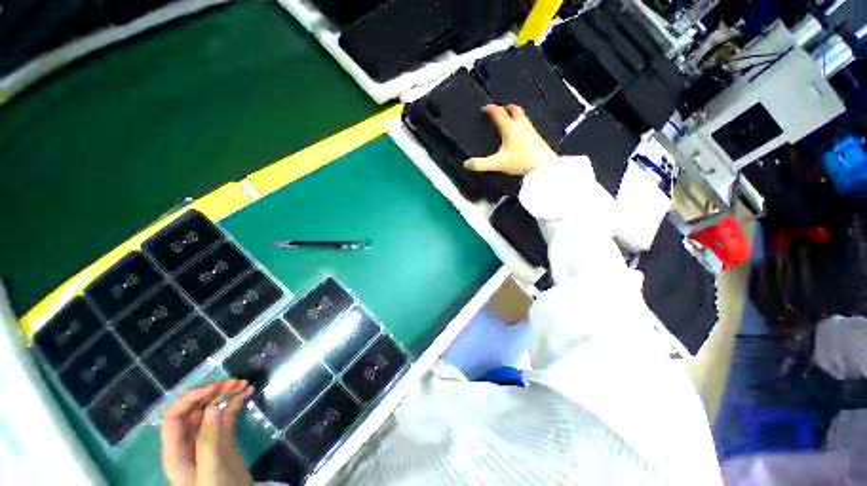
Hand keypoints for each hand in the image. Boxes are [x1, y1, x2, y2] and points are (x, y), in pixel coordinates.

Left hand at [160, 379, 253, 485]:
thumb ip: (208, 440)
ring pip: (210, 411)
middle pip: (193, 410)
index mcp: (176, 451)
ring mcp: (206, 441)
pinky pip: (225, 417)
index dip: (191, 397)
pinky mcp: (222, 441)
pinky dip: (235, 403)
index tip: (216, 385)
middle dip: (212, 392)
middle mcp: (188, 443)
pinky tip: (247, 394)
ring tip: (244, 384)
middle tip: (235, 382)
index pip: (174, 416)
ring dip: (225, 394)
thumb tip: (212, 407)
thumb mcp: (211, 469)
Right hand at [464, 104, 558, 175]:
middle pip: (513, 110)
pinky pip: (526, 123)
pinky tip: (519, 132)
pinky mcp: (536, 136)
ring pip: (521, 115)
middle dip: (504, 108)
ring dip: (513, 114)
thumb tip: (466, 164)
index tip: (484, 109)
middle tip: (498, 110)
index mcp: (510, 127)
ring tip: (507, 118)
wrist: (544, 166)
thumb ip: (481, 164)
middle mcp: (520, 124)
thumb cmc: (521, 162)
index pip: (498, 113)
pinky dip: (520, 122)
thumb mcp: (498, 164)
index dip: (490, 109)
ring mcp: (530, 129)